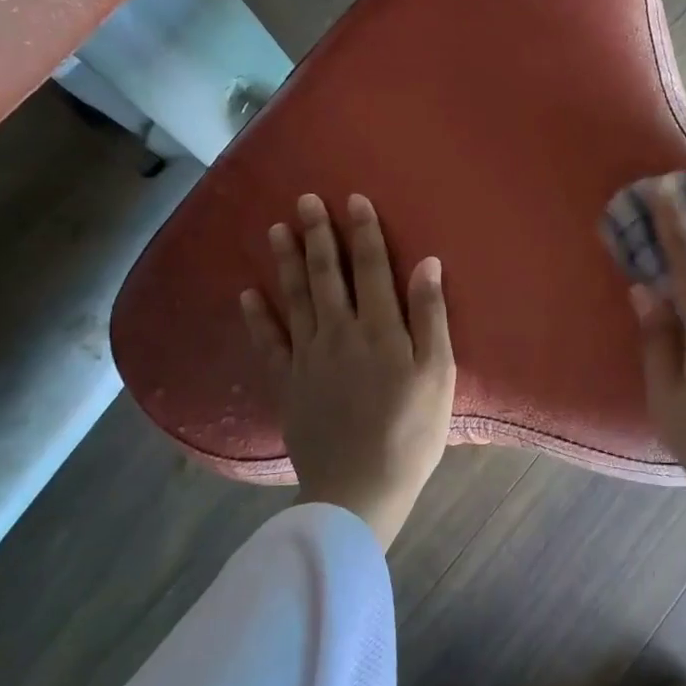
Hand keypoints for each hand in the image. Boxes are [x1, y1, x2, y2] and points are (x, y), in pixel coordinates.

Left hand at [242, 193, 454, 549]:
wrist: (360, 487)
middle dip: (318, 235)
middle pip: (328, 275)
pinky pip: (268, 343)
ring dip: (287, 262)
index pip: (372, 268)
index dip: (363, 232)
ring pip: (296, 299)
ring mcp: (308, 358)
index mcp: (380, 329)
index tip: (353, 199)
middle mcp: (339, 333)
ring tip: (276, 229)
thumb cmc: (412, 431)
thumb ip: (430, 316)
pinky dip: (257, 316)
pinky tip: (248, 293)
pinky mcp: (288, 383)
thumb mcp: (438, 374)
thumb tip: (426, 263)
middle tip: (304, 200)